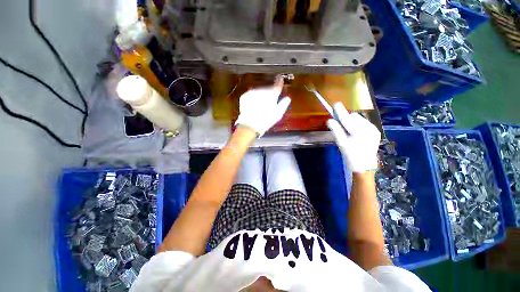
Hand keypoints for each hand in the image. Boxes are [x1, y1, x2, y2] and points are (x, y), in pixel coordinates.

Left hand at [234, 77, 290, 136]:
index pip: (277, 85)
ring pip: (259, 91)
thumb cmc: (266, 120)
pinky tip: (254, 106)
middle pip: (267, 89)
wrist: (249, 125)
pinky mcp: (245, 96)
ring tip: (260, 107)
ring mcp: (252, 93)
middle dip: (268, 94)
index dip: (279, 81)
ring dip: (260, 96)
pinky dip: (253, 99)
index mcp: (272, 95)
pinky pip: (251, 95)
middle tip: (268, 103)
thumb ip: (283, 104)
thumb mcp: (278, 114)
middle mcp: (262, 91)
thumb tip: (287, 98)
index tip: (280, 78)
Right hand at [327, 103, 380, 172]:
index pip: (347, 118)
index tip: (335, 104)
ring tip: (348, 131)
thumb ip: (336, 130)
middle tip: (340, 125)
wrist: (365, 166)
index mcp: (359, 132)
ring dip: (351, 121)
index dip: (340, 111)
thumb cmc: (350, 155)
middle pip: (354, 116)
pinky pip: (364, 123)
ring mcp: (373, 129)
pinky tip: (355, 133)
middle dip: (346, 118)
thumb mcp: (341, 143)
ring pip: (359, 119)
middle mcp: (368, 128)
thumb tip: (329, 120)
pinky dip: (357, 125)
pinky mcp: (375, 132)